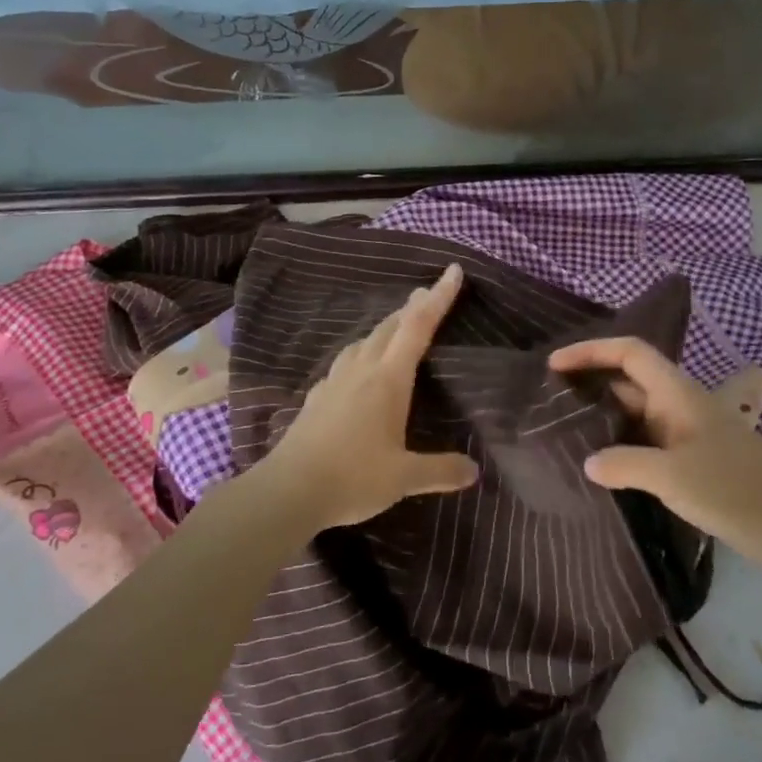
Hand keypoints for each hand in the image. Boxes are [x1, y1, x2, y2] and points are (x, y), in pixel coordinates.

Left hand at [254, 263, 479, 530]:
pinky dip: (361, 353)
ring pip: (363, 342)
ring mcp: (334, 382)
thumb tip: (474, 471)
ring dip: (384, 329)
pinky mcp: (317, 398)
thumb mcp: (404, 478)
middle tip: (427, 295)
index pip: (417, 327)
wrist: (287, 490)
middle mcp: (360, 370)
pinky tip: (358, 369)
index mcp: (387, 380)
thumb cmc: (352, 477)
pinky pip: (345, 363)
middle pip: (389, 327)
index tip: (452, 271)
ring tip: (396, 329)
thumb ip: (440, 470)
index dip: (438, 298)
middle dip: (412, 308)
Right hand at [547, 336, 761, 572]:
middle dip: (591, 382)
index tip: (554, 364)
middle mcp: (679, 406)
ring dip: (604, 418)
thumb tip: (588, 463)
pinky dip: (621, 447)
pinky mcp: (692, 462)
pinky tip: (601, 468)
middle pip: (629, 380)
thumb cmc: (734, 488)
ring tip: (564, 432)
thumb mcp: (672, 476)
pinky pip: (646, 444)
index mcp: (677, 394)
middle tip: (550, 400)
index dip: (591, 351)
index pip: (630, 353)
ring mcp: (686, 435)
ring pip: (637, 414)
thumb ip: (624, 464)